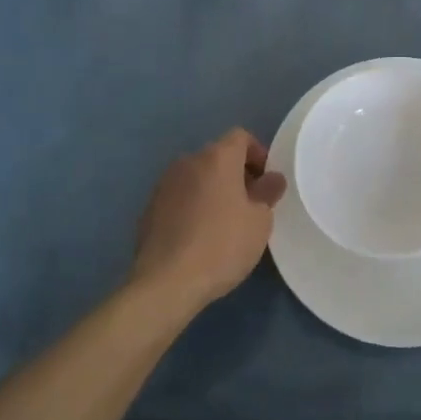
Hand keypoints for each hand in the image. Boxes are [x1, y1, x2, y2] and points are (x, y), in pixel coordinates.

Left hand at [130, 129, 286, 314]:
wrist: (166, 283)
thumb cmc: (222, 245)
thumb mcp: (260, 221)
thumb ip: (268, 192)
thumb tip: (271, 179)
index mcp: (217, 157)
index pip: (240, 137)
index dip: (258, 153)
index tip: (266, 181)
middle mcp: (188, 162)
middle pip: (217, 156)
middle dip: (236, 174)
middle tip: (250, 204)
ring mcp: (164, 184)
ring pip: (196, 177)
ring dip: (213, 190)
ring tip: (224, 222)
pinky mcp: (149, 209)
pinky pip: (179, 198)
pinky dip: (192, 207)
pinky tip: (198, 237)